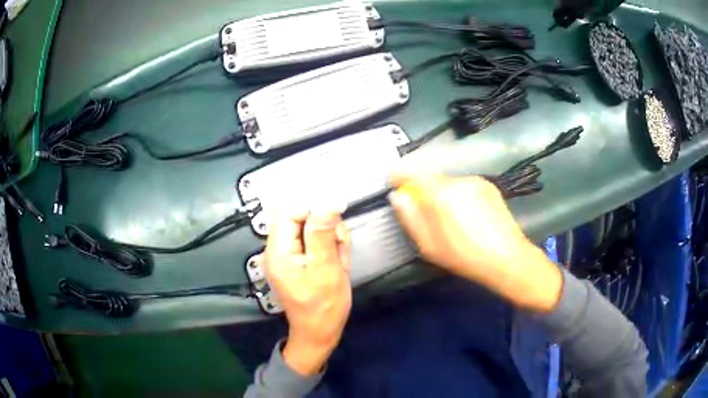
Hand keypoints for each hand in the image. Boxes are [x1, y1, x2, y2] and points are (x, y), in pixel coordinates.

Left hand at [264, 208, 351, 375]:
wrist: (319, 332)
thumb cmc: (324, 305)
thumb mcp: (326, 268)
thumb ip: (323, 233)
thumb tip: (328, 200)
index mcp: (278, 250)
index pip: (289, 210)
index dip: (313, 207)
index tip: (337, 215)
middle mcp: (276, 248)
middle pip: (300, 217)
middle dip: (325, 226)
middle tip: (339, 247)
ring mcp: (286, 254)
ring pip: (310, 227)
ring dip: (330, 237)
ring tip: (339, 260)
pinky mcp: (296, 259)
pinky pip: (312, 241)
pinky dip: (328, 246)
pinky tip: (336, 262)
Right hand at [389, 173, 561, 312]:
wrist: (507, 258)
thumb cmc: (464, 256)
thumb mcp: (429, 245)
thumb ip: (410, 218)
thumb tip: (398, 196)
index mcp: (442, 194)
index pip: (413, 174)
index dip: (401, 176)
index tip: (395, 183)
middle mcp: (459, 180)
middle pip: (433, 179)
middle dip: (424, 191)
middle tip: (426, 213)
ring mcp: (477, 181)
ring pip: (450, 183)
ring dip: (444, 194)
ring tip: (451, 218)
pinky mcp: (489, 186)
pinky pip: (465, 186)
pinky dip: (460, 195)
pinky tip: (469, 216)